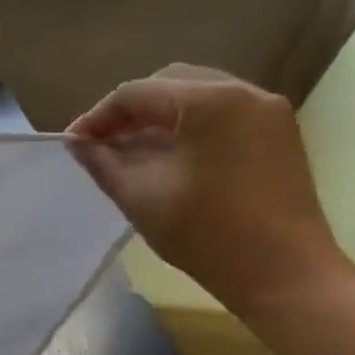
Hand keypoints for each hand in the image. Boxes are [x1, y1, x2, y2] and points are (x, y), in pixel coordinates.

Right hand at [66, 65, 350, 319]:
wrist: (281, 271)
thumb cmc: (204, 232)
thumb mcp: (139, 196)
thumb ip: (102, 162)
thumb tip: (76, 141)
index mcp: (209, 102)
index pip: (137, 93)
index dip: (98, 117)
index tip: (73, 144)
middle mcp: (243, 93)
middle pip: (170, 84)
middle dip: (128, 112)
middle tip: (100, 145)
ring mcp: (266, 112)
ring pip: (196, 96)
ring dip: (157, 118)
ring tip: (129, 152)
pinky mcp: (277, 134)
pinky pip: (221, 114)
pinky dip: (186, 127)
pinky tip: (166, 158)